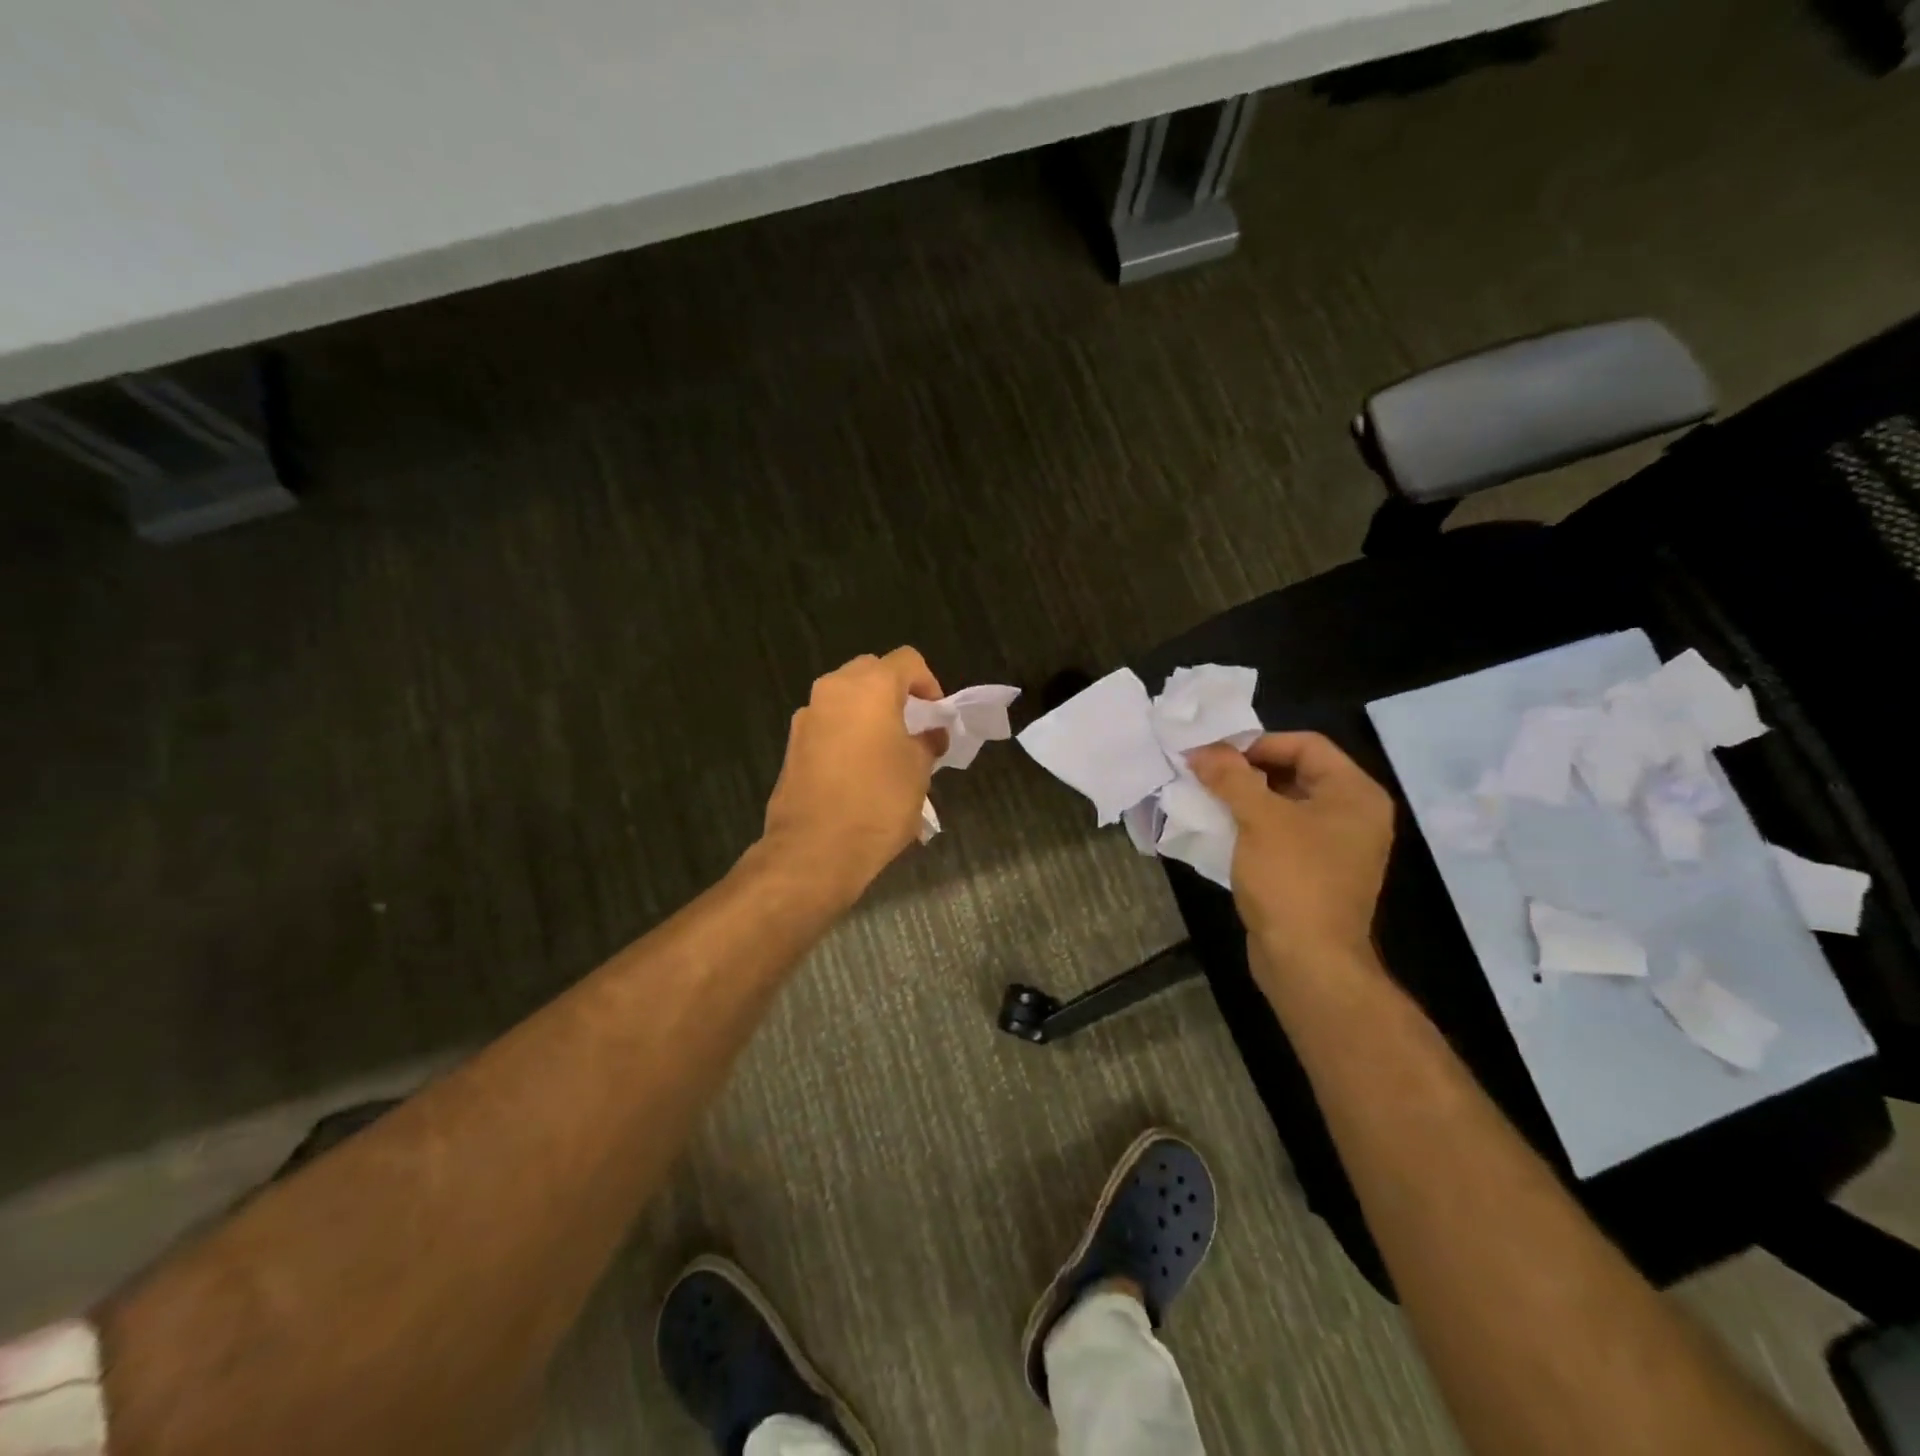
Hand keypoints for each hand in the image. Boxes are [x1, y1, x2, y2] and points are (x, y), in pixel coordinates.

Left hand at [760, 648, 945, 901]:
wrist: (814, 850)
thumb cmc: (878, 803)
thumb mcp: (918, 772)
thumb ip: (927, 743)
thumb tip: (931, 734)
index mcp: (869, 687)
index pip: (906, 661)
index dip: (929, 682)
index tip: (937, 715)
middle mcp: (833, 691)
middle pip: (871, 673)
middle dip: (895, 692)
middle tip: (913, 726)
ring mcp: (807, 717)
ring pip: (845, 699)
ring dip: (869, 713)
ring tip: (888, 750)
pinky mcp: (792, 745)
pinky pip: (828, 725)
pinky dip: (847, 734)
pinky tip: (860, 771)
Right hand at [1187, 732, 1395, 988]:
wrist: (1308, 961)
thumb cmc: (1291, 879)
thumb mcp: (1258, 818)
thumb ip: (1230, 776)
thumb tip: (1201, 750)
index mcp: (1355, 794)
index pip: (1306, 745)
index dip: (1257, 743)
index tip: (1214, 754)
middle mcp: (1353, 815)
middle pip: (1295, 772)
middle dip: (1247, 771)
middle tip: (1205, 773)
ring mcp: (1336, 847)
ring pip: (1285, 804)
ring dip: (1245, 798)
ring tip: (1205, 797)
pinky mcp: (1315, 873)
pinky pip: (1282, 834)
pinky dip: (1252, 826)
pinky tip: (1219, 829)